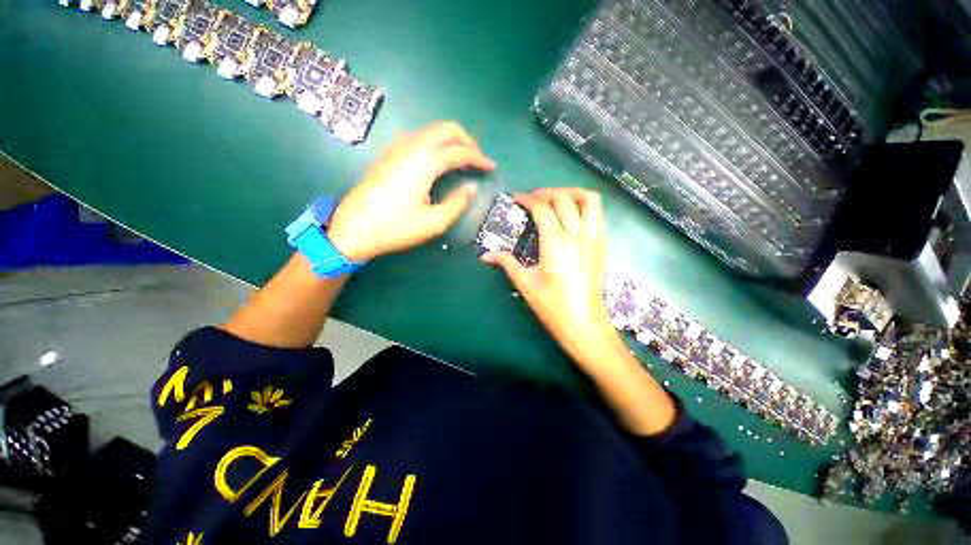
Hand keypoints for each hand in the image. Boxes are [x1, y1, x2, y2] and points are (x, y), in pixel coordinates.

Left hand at [327, 122, 494, 260]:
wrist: (353, 228)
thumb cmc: (396, 227)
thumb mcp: (434, 222)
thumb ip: (457, 203)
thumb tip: (471, 188)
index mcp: (425, 161)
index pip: (460, 151)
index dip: (479, 158)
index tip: (492, 167)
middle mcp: (412, 146)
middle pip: (446, 128)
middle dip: (467, 140)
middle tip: (477, 159)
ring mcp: (397, 147)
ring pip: (432, 131)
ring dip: (451, 140)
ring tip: (462, 160)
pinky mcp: (389, 154)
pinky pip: (419, 138)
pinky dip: (435, 143)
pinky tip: (438, 161)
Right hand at [481, 188, 615, 365]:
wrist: (584, 324)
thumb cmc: (552, 306)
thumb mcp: (525, 283)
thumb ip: (506, 263)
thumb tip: (486, 255)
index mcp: (556, 242)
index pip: (543, 208)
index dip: (527, 199)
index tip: (516, 198)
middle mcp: (578, 234)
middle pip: (565, 198)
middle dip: (547, 192)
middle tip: (532, 199)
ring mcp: (594, 238)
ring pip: (590, 200)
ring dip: (572, 193)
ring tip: (556, 199)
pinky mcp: (602, 245)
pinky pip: (598, 214)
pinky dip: (584, 206)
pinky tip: (571, 216)